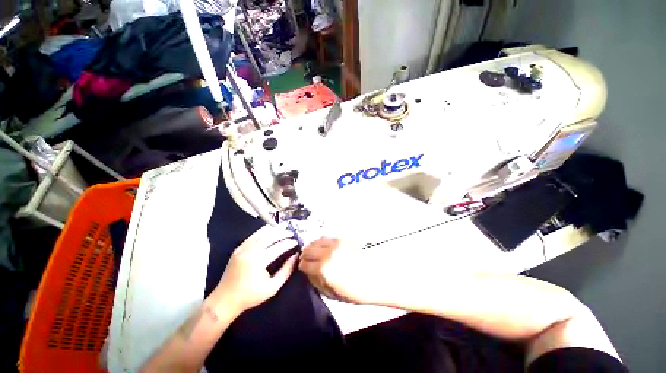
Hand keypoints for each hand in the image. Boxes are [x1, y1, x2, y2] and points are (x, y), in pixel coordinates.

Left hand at [210, 226, 298, 315]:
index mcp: (258, 261)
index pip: (278, 247)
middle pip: (270, 236)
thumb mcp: (272, 288)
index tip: (296, 242)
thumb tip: (295, 257)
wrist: (225, 300)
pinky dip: (263, 231)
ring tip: (283, 227)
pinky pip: (253, 236)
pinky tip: (270, 229)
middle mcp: (250, 251)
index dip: (288, 243)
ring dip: (273, 229)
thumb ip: (286, 271)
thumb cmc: (250, 296)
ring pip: (261, 233)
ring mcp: (242, 248)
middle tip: (291, 233)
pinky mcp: (238, 248)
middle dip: (282, 233)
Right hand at [299, 238, 379, 303]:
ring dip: (312, 247)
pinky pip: (326, 237)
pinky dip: (321, 242)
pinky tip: (324, 247)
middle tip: (307, 260)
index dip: (302, 267)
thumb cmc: (353, 291)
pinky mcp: (342, 239)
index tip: (303, 268)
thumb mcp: (330, 293)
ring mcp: (335, 244)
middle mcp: (327, 253)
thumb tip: (308, 271)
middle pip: (308, 250)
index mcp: (323, 269)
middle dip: (305, 256)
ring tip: (314, 252)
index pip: (304, 264)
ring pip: (316, 241)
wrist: (374, 278)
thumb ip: (315, 281)